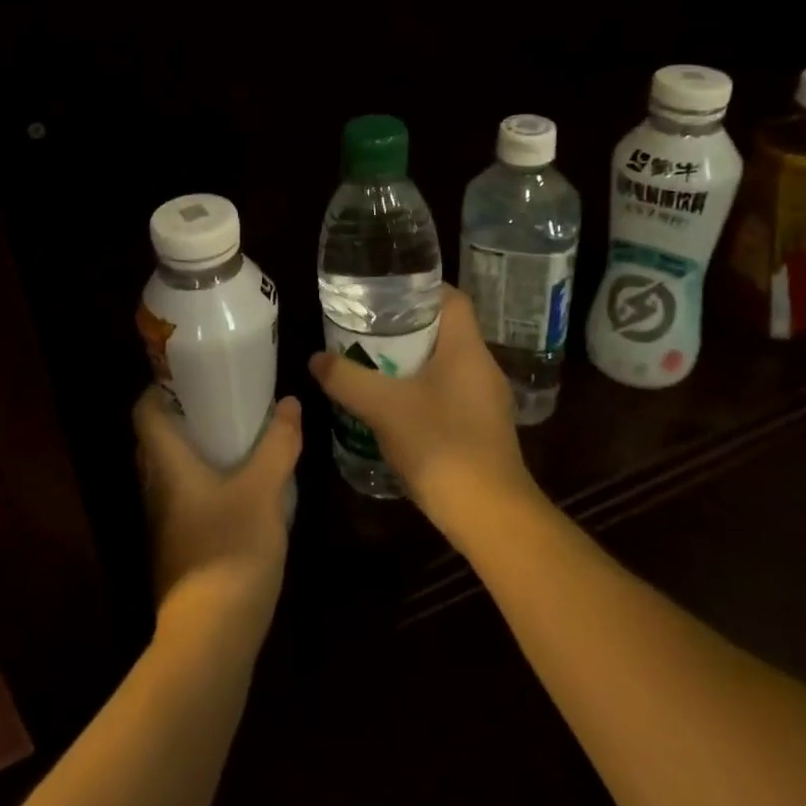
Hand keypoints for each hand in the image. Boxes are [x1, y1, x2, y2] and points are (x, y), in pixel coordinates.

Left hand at [134, 388, 301, 634]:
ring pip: (170, 471)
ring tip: (234, 436)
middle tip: (222, 399)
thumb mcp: (263, 489)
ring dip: (195, 450)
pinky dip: (203, 481)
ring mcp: (162, 521)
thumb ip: (278, 444)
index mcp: (166, 464)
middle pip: (156, 440)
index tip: (192, 374)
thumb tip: (289, 403)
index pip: (144, 412)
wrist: (212, 634)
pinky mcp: (177, 546)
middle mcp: (155, 488)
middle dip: (184, 416)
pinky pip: (183, 498)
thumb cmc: (231, 547)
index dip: (160, 388)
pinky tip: (238, 486)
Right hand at [308, 285, 538, 536]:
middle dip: (406, 330)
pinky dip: (423, 393)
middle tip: (367, 331)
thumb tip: (316, 358)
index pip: (452, 298)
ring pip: (446, 367)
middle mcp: (483, 368)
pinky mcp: (483, 430)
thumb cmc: (440, 444)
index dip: (420, 290)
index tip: (384, 295)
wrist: (489, 515)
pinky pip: (450, 396)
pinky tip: (394, 410)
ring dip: (412, 364)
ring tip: (373, 367)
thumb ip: (346, 378)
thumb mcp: (383, 407)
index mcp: (467, 348)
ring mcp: (487, 402)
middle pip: (445, 332)